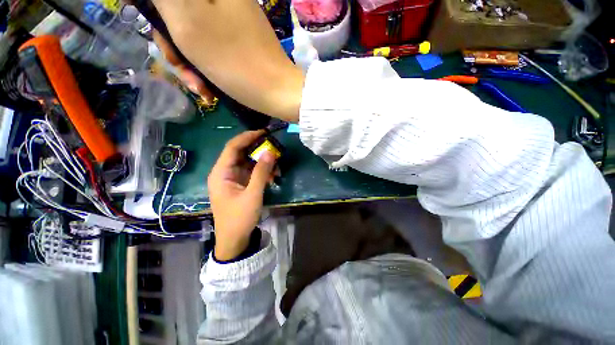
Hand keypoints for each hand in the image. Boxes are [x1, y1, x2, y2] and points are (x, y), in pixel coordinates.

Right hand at [151, 0, 303, 121]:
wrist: (277, 93)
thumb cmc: (235, 61)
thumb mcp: (189, 21)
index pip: (169, 0)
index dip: (158, 15)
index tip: (163, 38)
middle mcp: (224, 1)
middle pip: (180, 15)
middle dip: (175, 46)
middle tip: (180, 69)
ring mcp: (234, 23)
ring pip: (195, 35)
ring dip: (191, 64)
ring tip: (201, 89)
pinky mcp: (240, 43)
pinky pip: (213, 49)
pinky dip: (206, 69)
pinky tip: (210, 90)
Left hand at [208, 131, 276, 260]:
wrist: (235, 240)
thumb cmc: (239, 218)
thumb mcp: (253, 194)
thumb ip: (261, 172)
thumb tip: (270, 152)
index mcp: (221, 173)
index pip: (233, 147)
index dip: (248, 137)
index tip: (264, 132)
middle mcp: (225, 172)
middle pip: (241, 153)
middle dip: (259, 151)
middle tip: (275, 149)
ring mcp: (233, 179)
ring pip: (249, 163)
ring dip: (263, 163)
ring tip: (277, 168)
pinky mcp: (240, 184)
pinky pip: (252, 172)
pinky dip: (263, 172)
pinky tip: (273, 177)